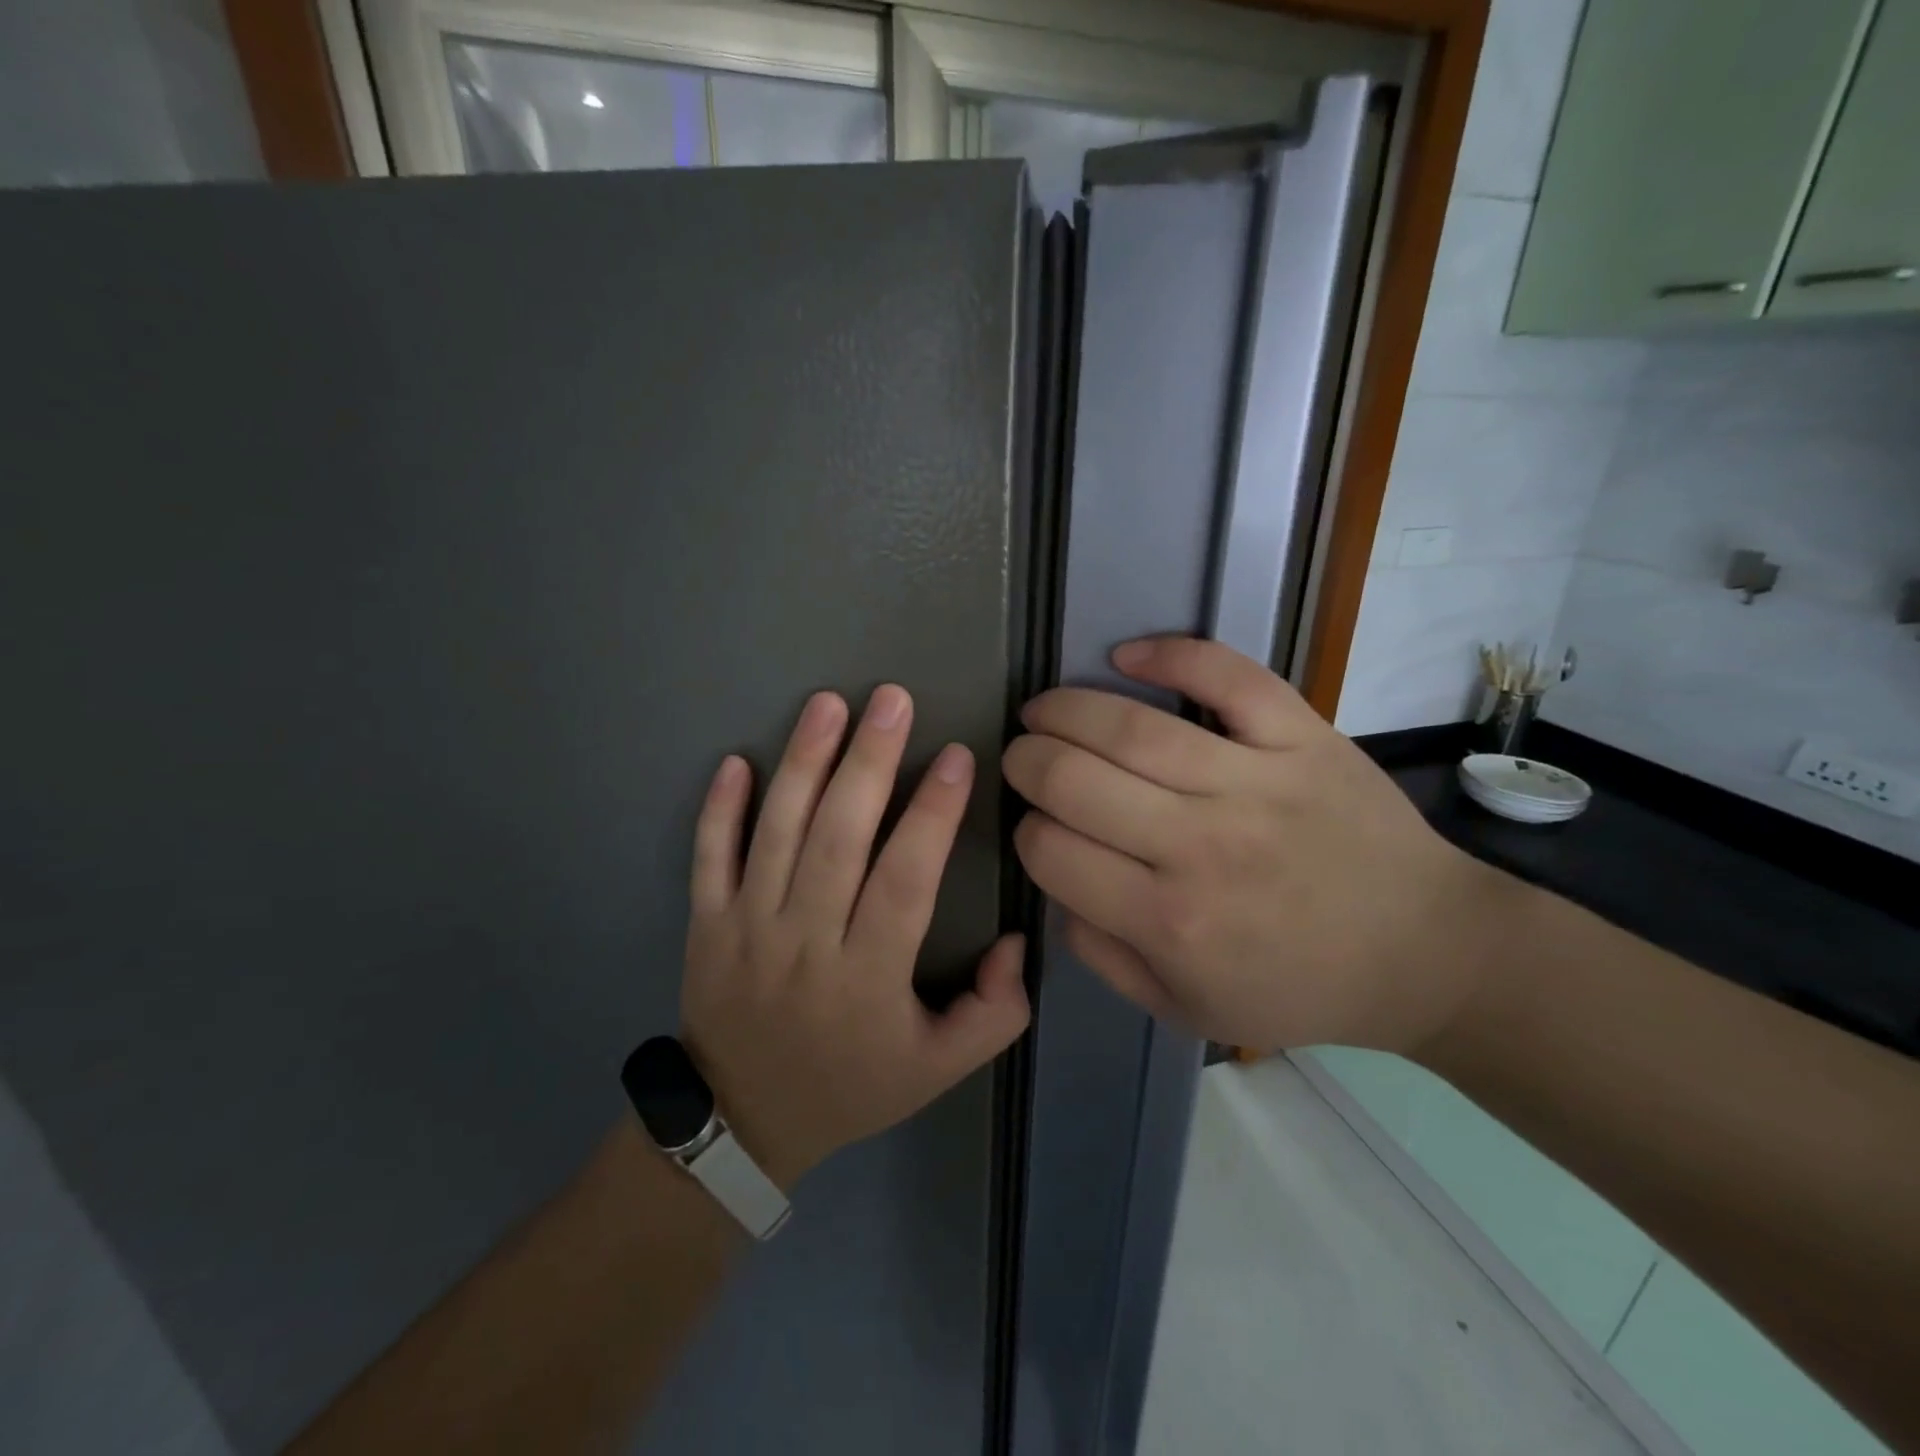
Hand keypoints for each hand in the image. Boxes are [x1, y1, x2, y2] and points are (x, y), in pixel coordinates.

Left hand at [679, 686, 1029, 1188]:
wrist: (744, 1121)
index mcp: (868, 976)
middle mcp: (805, 941)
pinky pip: (709, 859)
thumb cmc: (852, 1085)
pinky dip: (718, 809)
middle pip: (838, 839)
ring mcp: (747, 928)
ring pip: (777, 835)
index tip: (956, 757)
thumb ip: (994, 1013)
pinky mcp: (707, 924)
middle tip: (892, 700)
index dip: (932, 816)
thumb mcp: (940, 1069)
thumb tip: (1014, 941)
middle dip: (868, 763)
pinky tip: (737, 760)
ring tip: (827, 704)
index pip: (905, 881)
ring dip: (802, 765)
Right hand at [1003, 638, 1512, 1054]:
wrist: (1421, 951)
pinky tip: (1126, 654)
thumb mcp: (1185, 1007)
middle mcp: (1201, 846)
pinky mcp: (1301, 737)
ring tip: (1043, 710)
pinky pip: (1226, 676)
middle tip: (1022, 757)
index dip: (1026, 831)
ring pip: (1129, 726)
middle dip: (1026, 762)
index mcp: (1167, 920)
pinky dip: (1170, 654)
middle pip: (1073, 779)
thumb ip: (1102, 954)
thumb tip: (1054, 883)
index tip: (1037, 826)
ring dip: (1065, 708)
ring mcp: (1253, 782)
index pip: (1052, 850)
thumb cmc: (1297, 985)